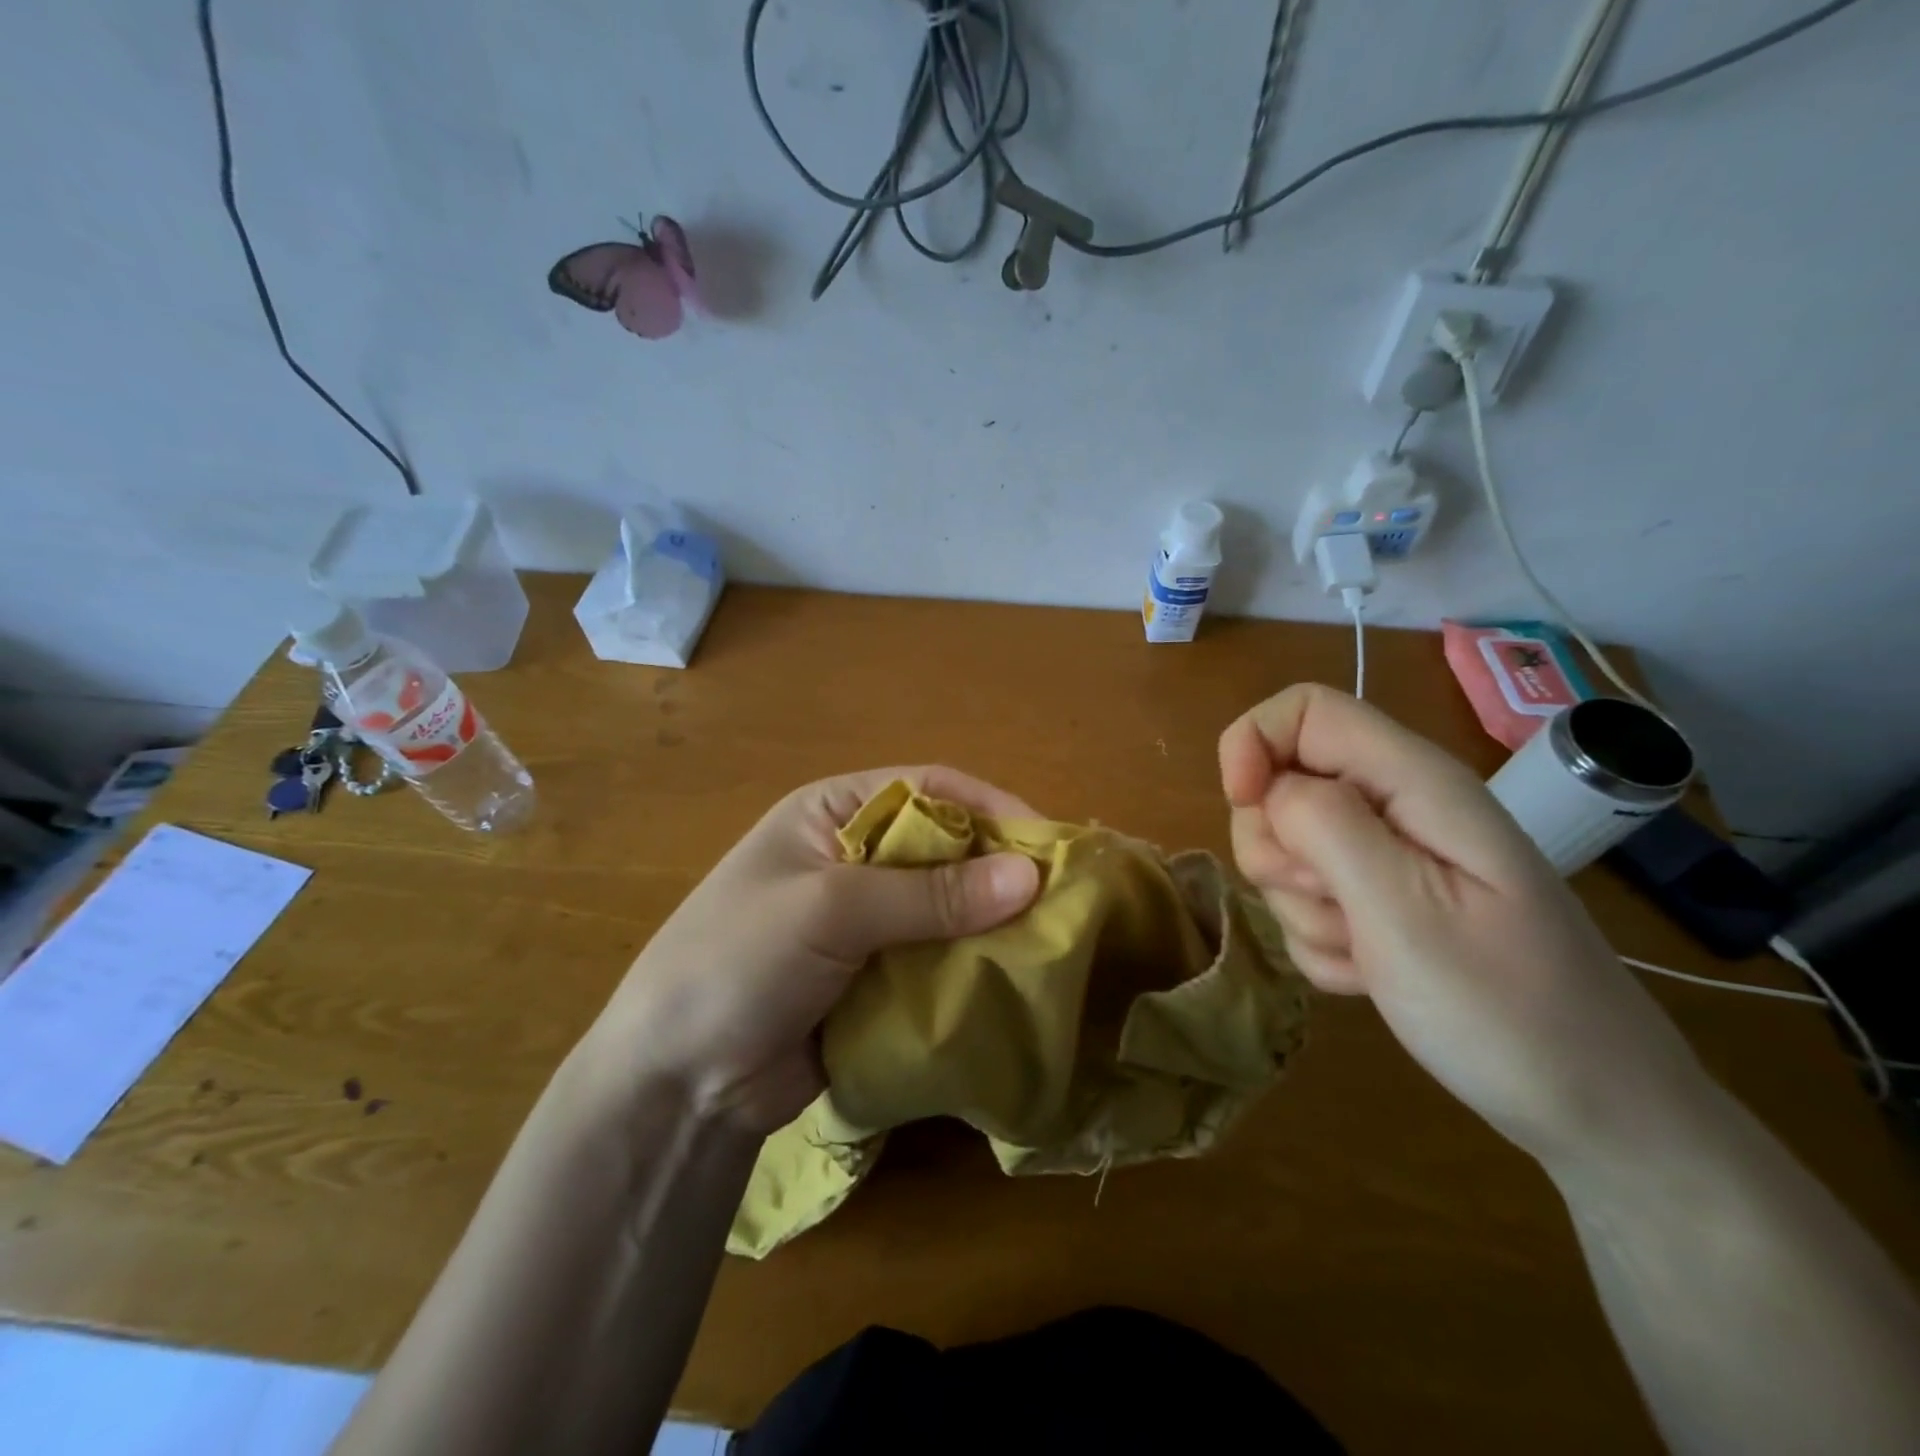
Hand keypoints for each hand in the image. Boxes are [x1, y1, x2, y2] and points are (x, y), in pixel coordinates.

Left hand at [575, 767, 1041, 1135]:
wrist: (676, 1082)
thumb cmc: (739, 961)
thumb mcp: (831, 909)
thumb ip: (930, 893)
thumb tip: (1029, 876)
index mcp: (833, 813)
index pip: (927, 789)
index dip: (989, 806)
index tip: (1048, 842)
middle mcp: (854, 858)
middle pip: (945, 849)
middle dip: (998, 869)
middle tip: (1062, 899)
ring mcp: (866, 922)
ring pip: (948, 909)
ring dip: (992, 924)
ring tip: (1052, 944)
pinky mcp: (876, 977)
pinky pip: (938, 959)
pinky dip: (972, 967)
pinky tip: (1012, 983)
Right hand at [1219, 684, 1713, 1168]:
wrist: (1595, 1110)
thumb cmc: (1506, 1008)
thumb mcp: (1405, 911)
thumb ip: (1325, 827)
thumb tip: (1268, 786)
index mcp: (1414, 784)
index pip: (1304, 711)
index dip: (1254, 742)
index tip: (1244, 804)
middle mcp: (1397, 809)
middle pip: (1282, 785)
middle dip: (1277, 848)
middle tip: (1334, 902)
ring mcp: (1388, 861)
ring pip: (1286, 851)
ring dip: (1302, 908)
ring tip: (1368, 952)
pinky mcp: (1379, 907)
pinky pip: (1306, 905)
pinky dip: (1321, 943)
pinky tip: (1370, 976)